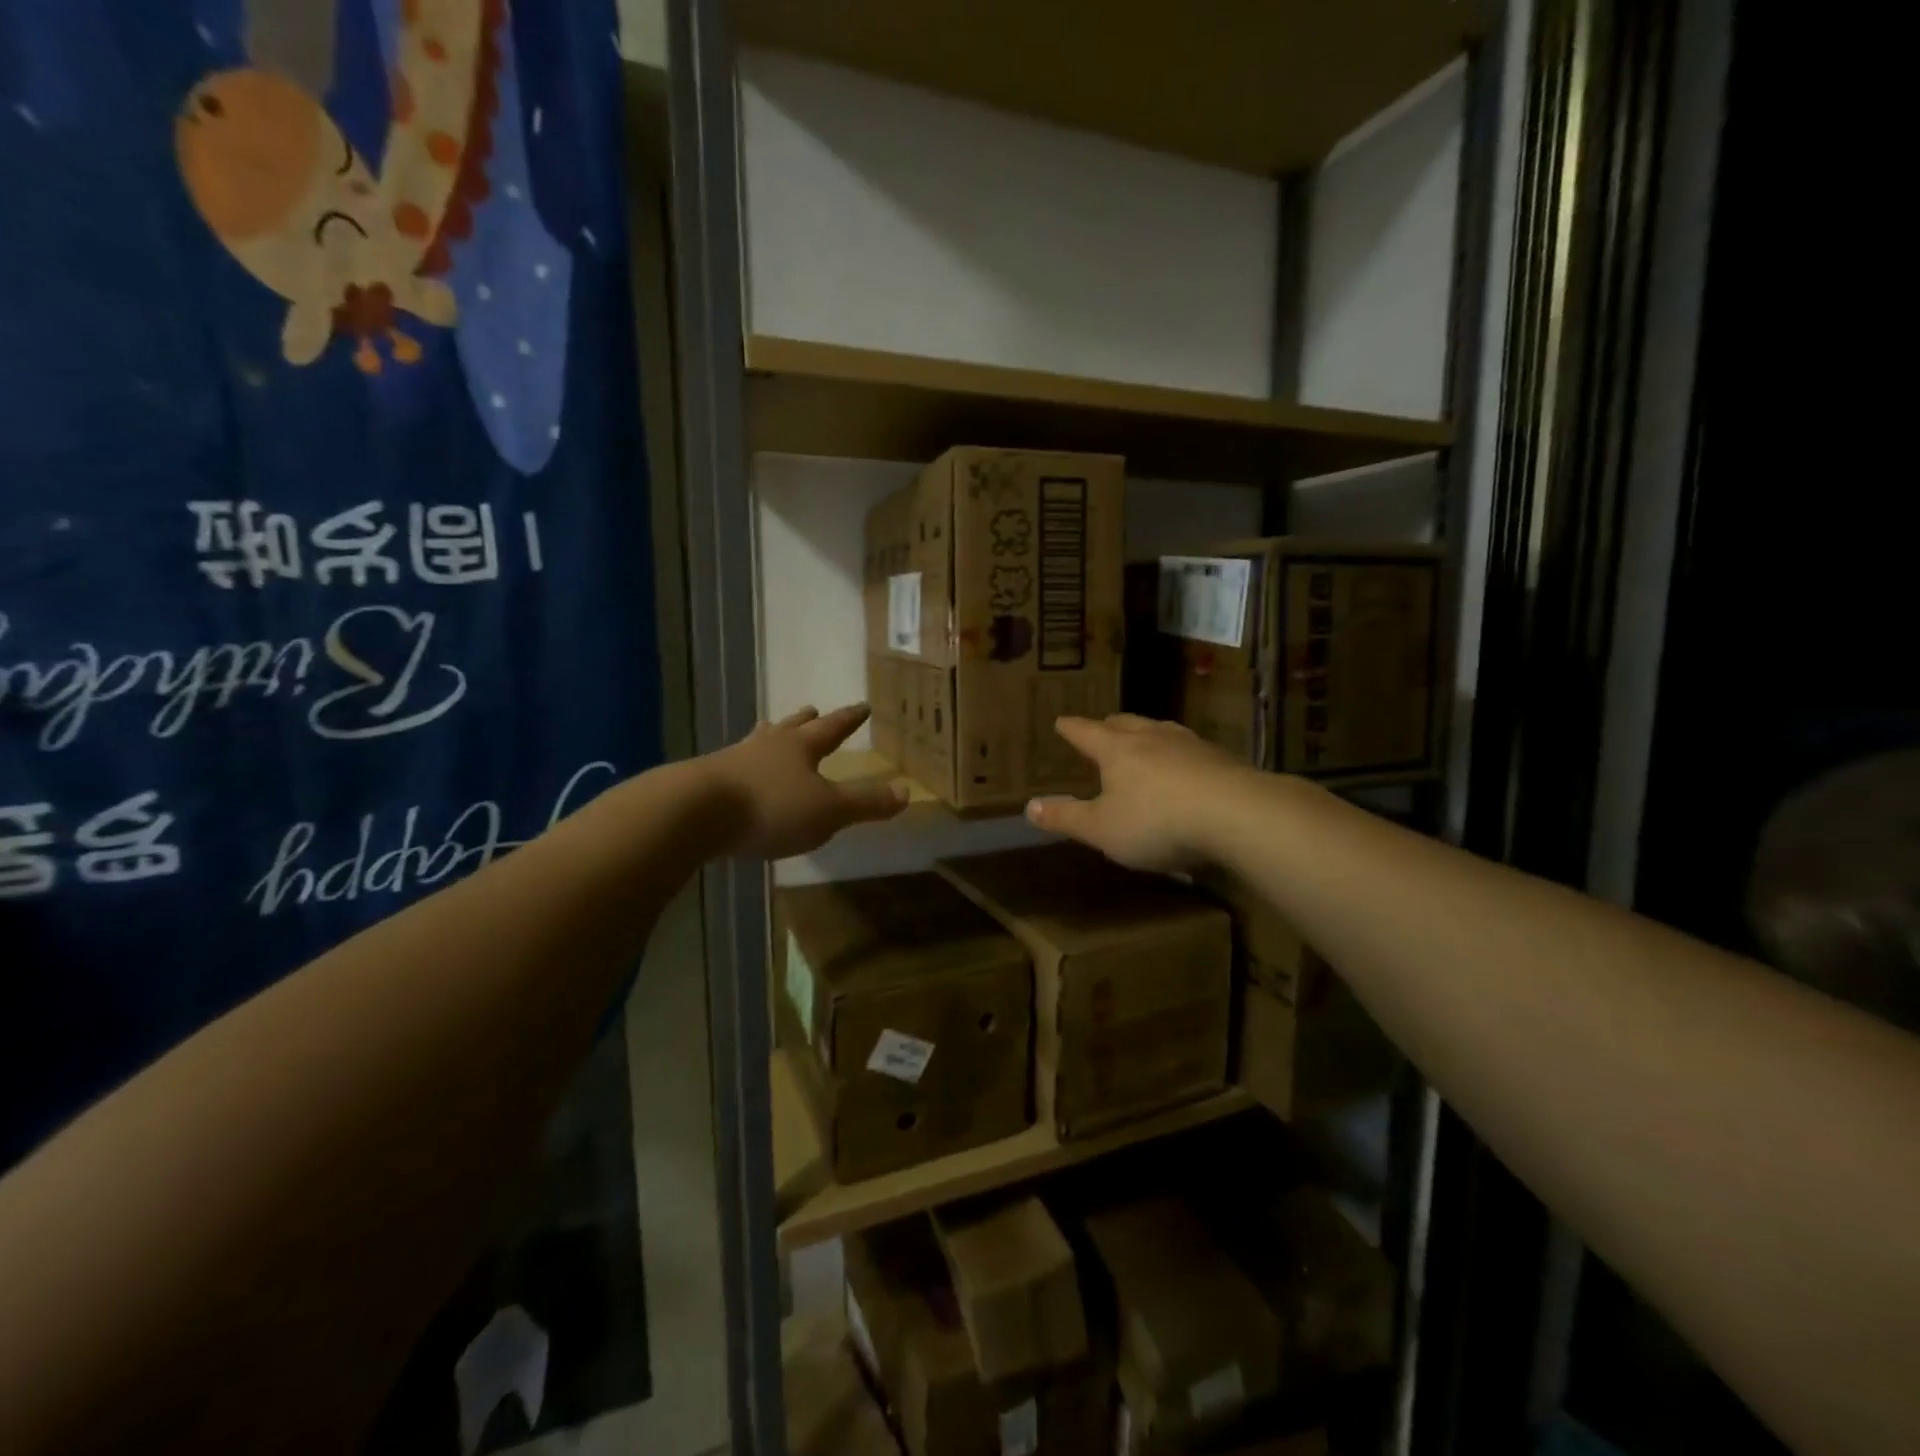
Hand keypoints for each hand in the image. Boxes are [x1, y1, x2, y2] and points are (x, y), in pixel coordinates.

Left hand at [705, 704, 907, 858]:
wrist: (694, 813)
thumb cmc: (771, 807)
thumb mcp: (828, 810)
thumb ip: (866, 802)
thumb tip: (907, 791)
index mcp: (800, 748)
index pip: (832, 728)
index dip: (849, 719)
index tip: (862, 705)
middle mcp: (767, 746)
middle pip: (790, 728)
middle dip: (805, 721)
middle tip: (811, 709)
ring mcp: (732, 761)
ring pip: (758, 742)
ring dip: (770, 737)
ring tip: (770, 730)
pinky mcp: (706, 782)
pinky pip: (733, 767)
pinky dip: (744, 767)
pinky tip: (738, 775)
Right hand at [1026, 714, 1246, 872]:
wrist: (1237, 815)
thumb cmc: (1157, 821)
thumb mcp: (1102, 829)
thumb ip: (1067, 819)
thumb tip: (1029, 807)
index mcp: (1117, 749)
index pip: (1086, 732)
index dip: (1072, 729)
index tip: (1061, 721)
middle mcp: (1151, 737)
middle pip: (1125, 722)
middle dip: (1109, 725)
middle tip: (1101, 726)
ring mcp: (1189, 744)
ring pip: (1160, 729)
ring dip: (1146, 732)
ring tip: (1143, 737)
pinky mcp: (1221, 758)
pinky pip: (1190, 748)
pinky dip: (1177, 752)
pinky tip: (1185, 764)